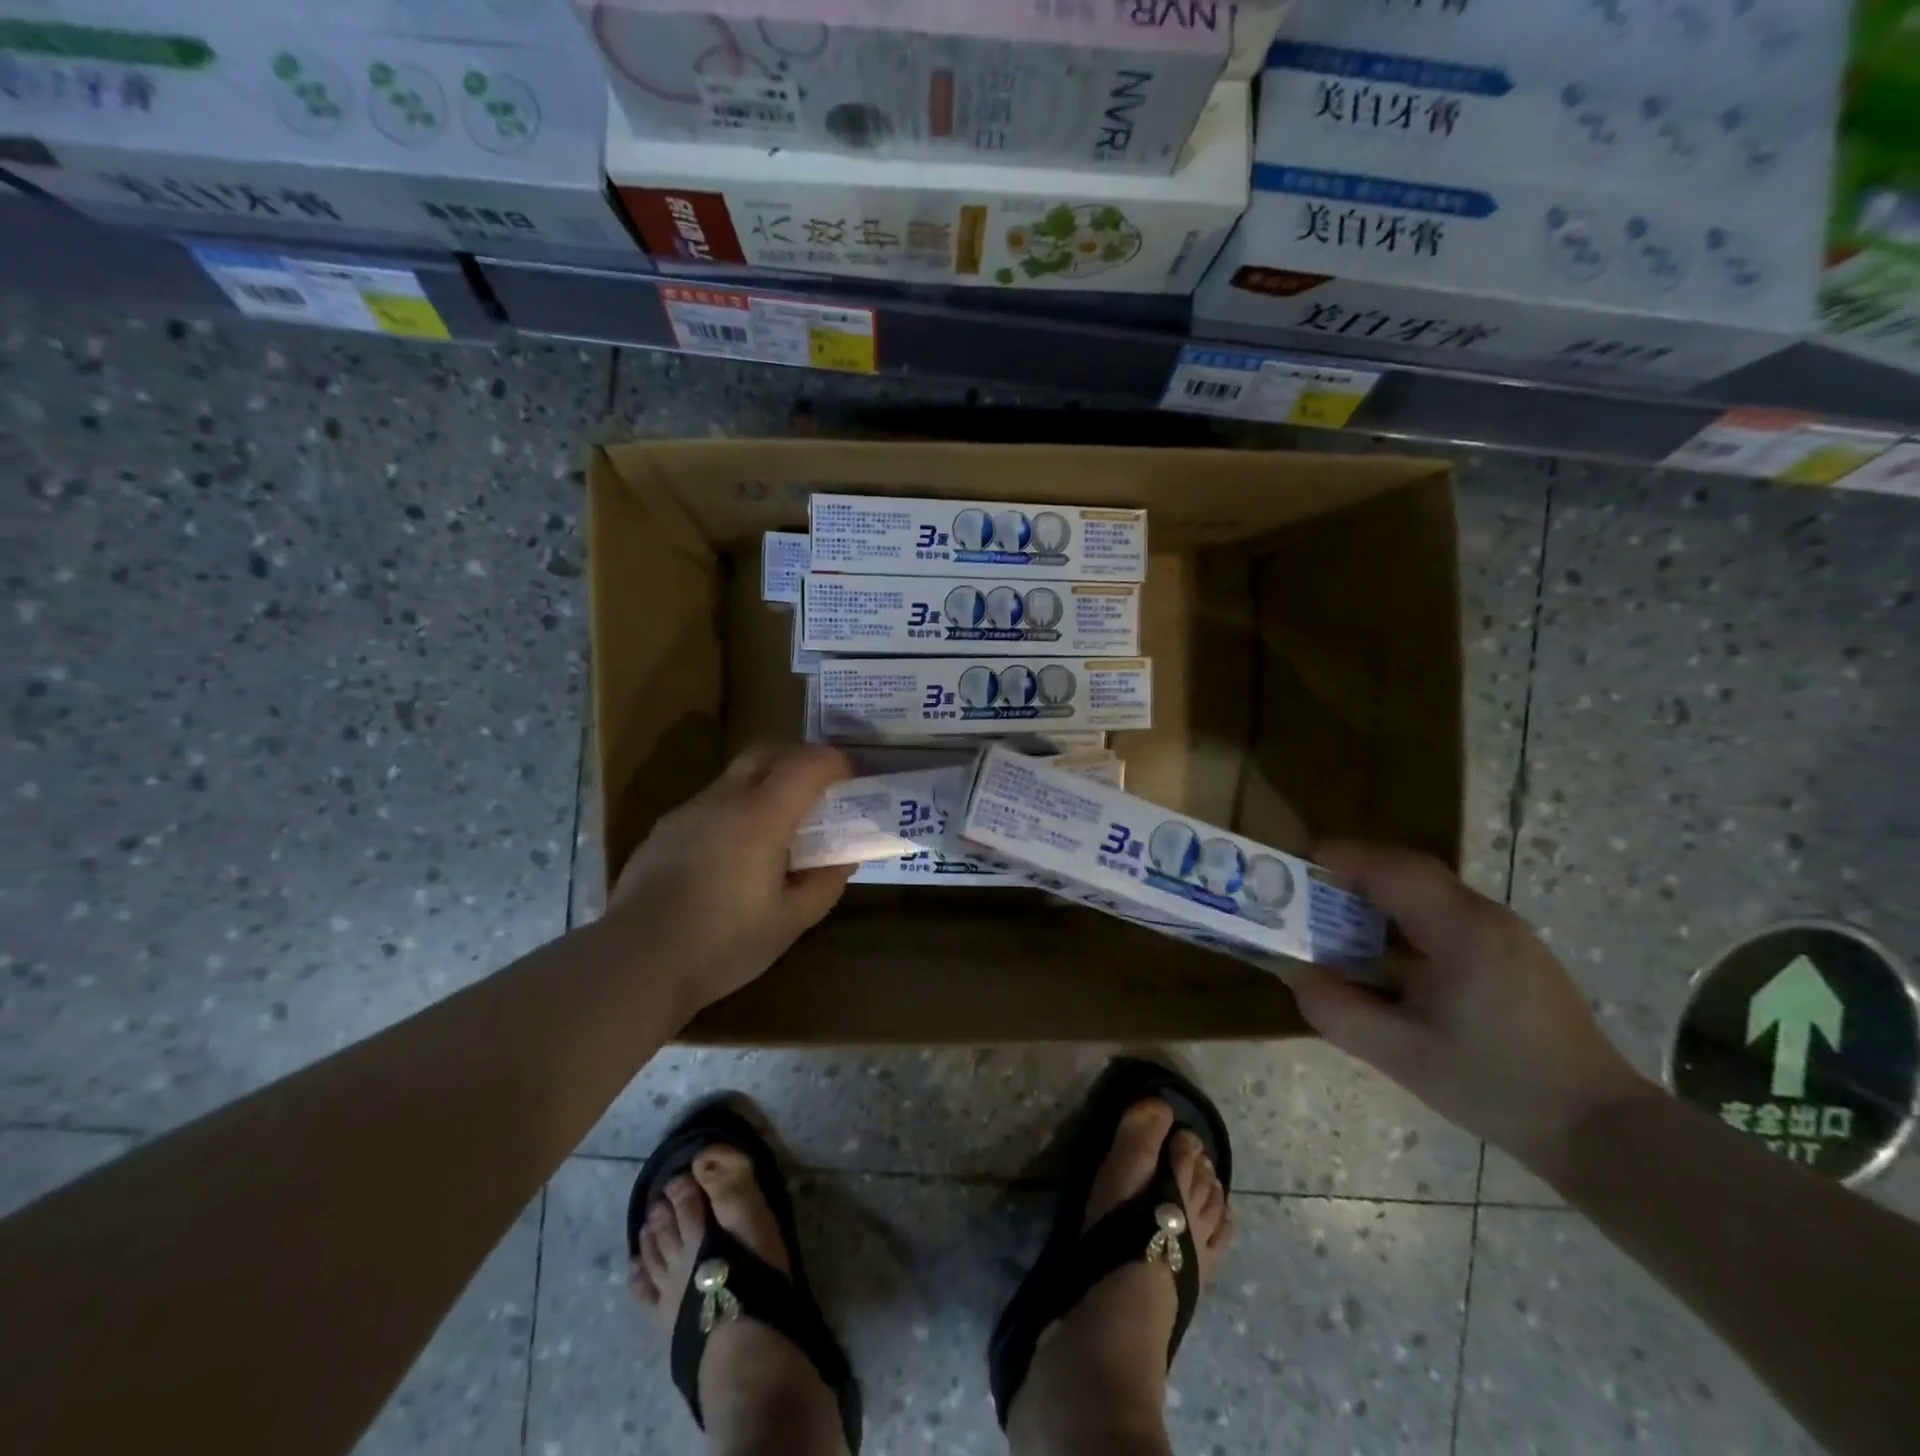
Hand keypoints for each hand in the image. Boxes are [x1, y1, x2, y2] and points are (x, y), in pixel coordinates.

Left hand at [607, 744, 855, 1017]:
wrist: (636, 962)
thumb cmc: (723, 943)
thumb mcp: (791, 921)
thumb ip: (825, 883)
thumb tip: (843, 859)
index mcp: (761, 816)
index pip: (806, 763)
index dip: (834, 763)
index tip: (850, 781)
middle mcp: (724, 800)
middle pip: (766, 751)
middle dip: (797, 759)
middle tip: (816, 792)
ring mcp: (688, 812)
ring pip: (734, 777)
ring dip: (764, 787)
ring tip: (775, 833)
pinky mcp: (663, 831)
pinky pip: (709, 805)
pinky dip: (734, 812)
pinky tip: (732, 858)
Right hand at [1288, 842, 1654, 1171]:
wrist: (1599, 1129)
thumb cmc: (1496, 1086)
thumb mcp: (1402, 1055)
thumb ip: (1338, 1011)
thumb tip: (1296, 975)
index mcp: (1463, 931)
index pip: (1393, 869)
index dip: (1341, 858)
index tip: (1296, 863)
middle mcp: (1486, 917)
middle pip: (1409, 873)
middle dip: (1353, 874)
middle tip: (1306, 892)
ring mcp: (1505, 934)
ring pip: (1426, 893)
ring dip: (1377, 897)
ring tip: (1333, 921)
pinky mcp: (1510, 954)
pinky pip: (1443, 916)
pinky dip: (1402, 919)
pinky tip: (1383, 954)